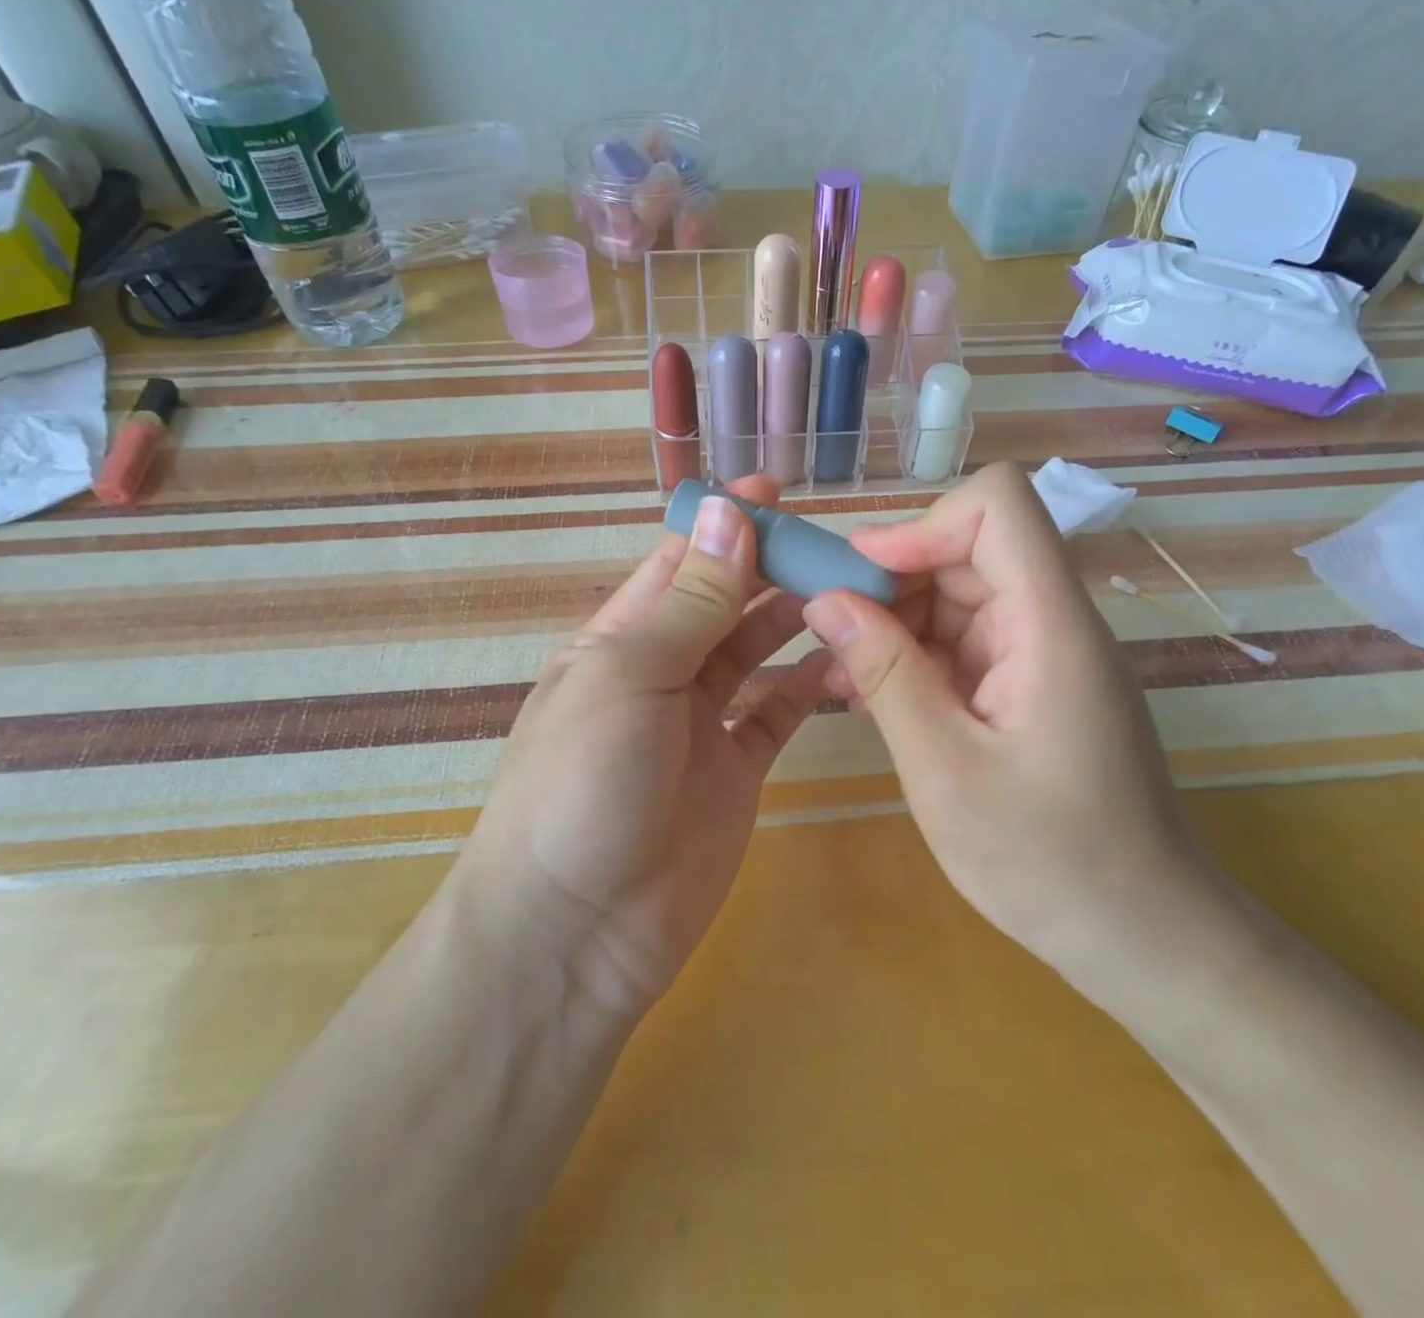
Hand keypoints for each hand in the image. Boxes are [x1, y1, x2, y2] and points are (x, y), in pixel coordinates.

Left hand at [454, 477, 829, 1021]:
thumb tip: (723, 513)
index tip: (777, 492)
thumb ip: (689, 602)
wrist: (575, 930)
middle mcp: (659, 674)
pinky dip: (807, 686)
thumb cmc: (584, 783)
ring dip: (793, 620)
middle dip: (769, 569)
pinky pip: (777, 715)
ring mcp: (700, 726)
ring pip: (755, 654)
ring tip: (847, 592)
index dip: (722, 524)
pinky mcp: (736, 772)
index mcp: (618, 640)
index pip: (677, 563)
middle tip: (833, 545)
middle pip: (722, 604)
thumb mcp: (630, 676)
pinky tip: (842, 659)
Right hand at [800, 463, 1207, 983]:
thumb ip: (885, 674)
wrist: (1142, 936)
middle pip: (969, 551)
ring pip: (961, 597)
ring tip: (847, 680)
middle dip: (894, 582)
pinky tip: (878, 700)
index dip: (923, 524)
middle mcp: (1054, 622)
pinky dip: (919, 659)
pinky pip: (968, 644)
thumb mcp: (944, 769)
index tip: (863, 578)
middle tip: (832, 638)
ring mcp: (1046, 654)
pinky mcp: (1034, 686)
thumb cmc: (1048, 862)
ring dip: (898, 625)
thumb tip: (826, 602)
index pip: (999, 507)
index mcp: (1050, 626)